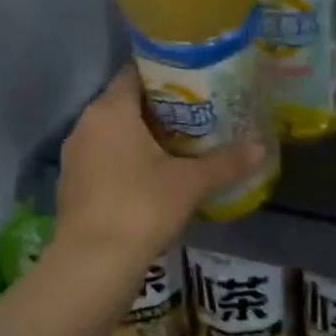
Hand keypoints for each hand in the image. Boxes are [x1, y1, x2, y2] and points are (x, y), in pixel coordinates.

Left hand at [56, 65, 264, 266]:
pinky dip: (129, 160)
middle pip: (126, 103)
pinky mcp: (73, 185)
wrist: (93, 263)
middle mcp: (86, 125)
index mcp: (110, 111)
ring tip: (183, 145)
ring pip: (115, 133)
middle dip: (162, 108)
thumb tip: (262, 147)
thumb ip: (226, 162)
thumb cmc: (142, 207)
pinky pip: (105, 159)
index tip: (197, 80)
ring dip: (144, 136)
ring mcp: (76, 157)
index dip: (167, 73)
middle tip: (200, 113)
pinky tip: (155, 176)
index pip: (136, 72)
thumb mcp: (191, 183)